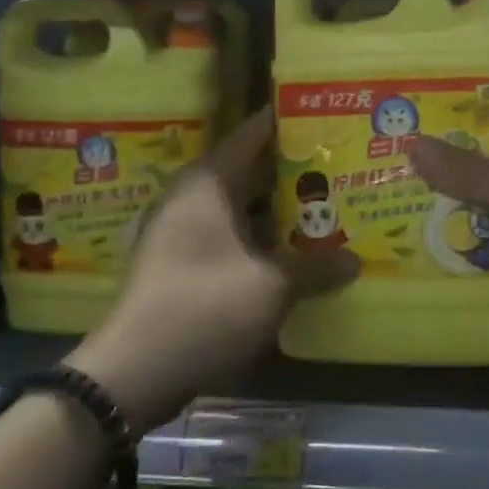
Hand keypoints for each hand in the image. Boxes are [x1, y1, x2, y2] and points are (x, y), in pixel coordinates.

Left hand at [66, 109, 355, 429]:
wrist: (134, 371)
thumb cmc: (206, 307)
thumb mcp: (273, 286)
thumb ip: (316, 268)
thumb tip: (354, 261)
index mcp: (209, 183)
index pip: (252, 134)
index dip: (287, 123)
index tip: (323, 117)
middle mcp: (191, 196)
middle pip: (248, 170)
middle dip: (290, 170)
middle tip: (336, 166)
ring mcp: (179, 231)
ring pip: (238, 206)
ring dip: (276, 209)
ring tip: (322, 208)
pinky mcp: (177, 263)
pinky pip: (226, 235)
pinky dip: (257, 237)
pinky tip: (289, 251)